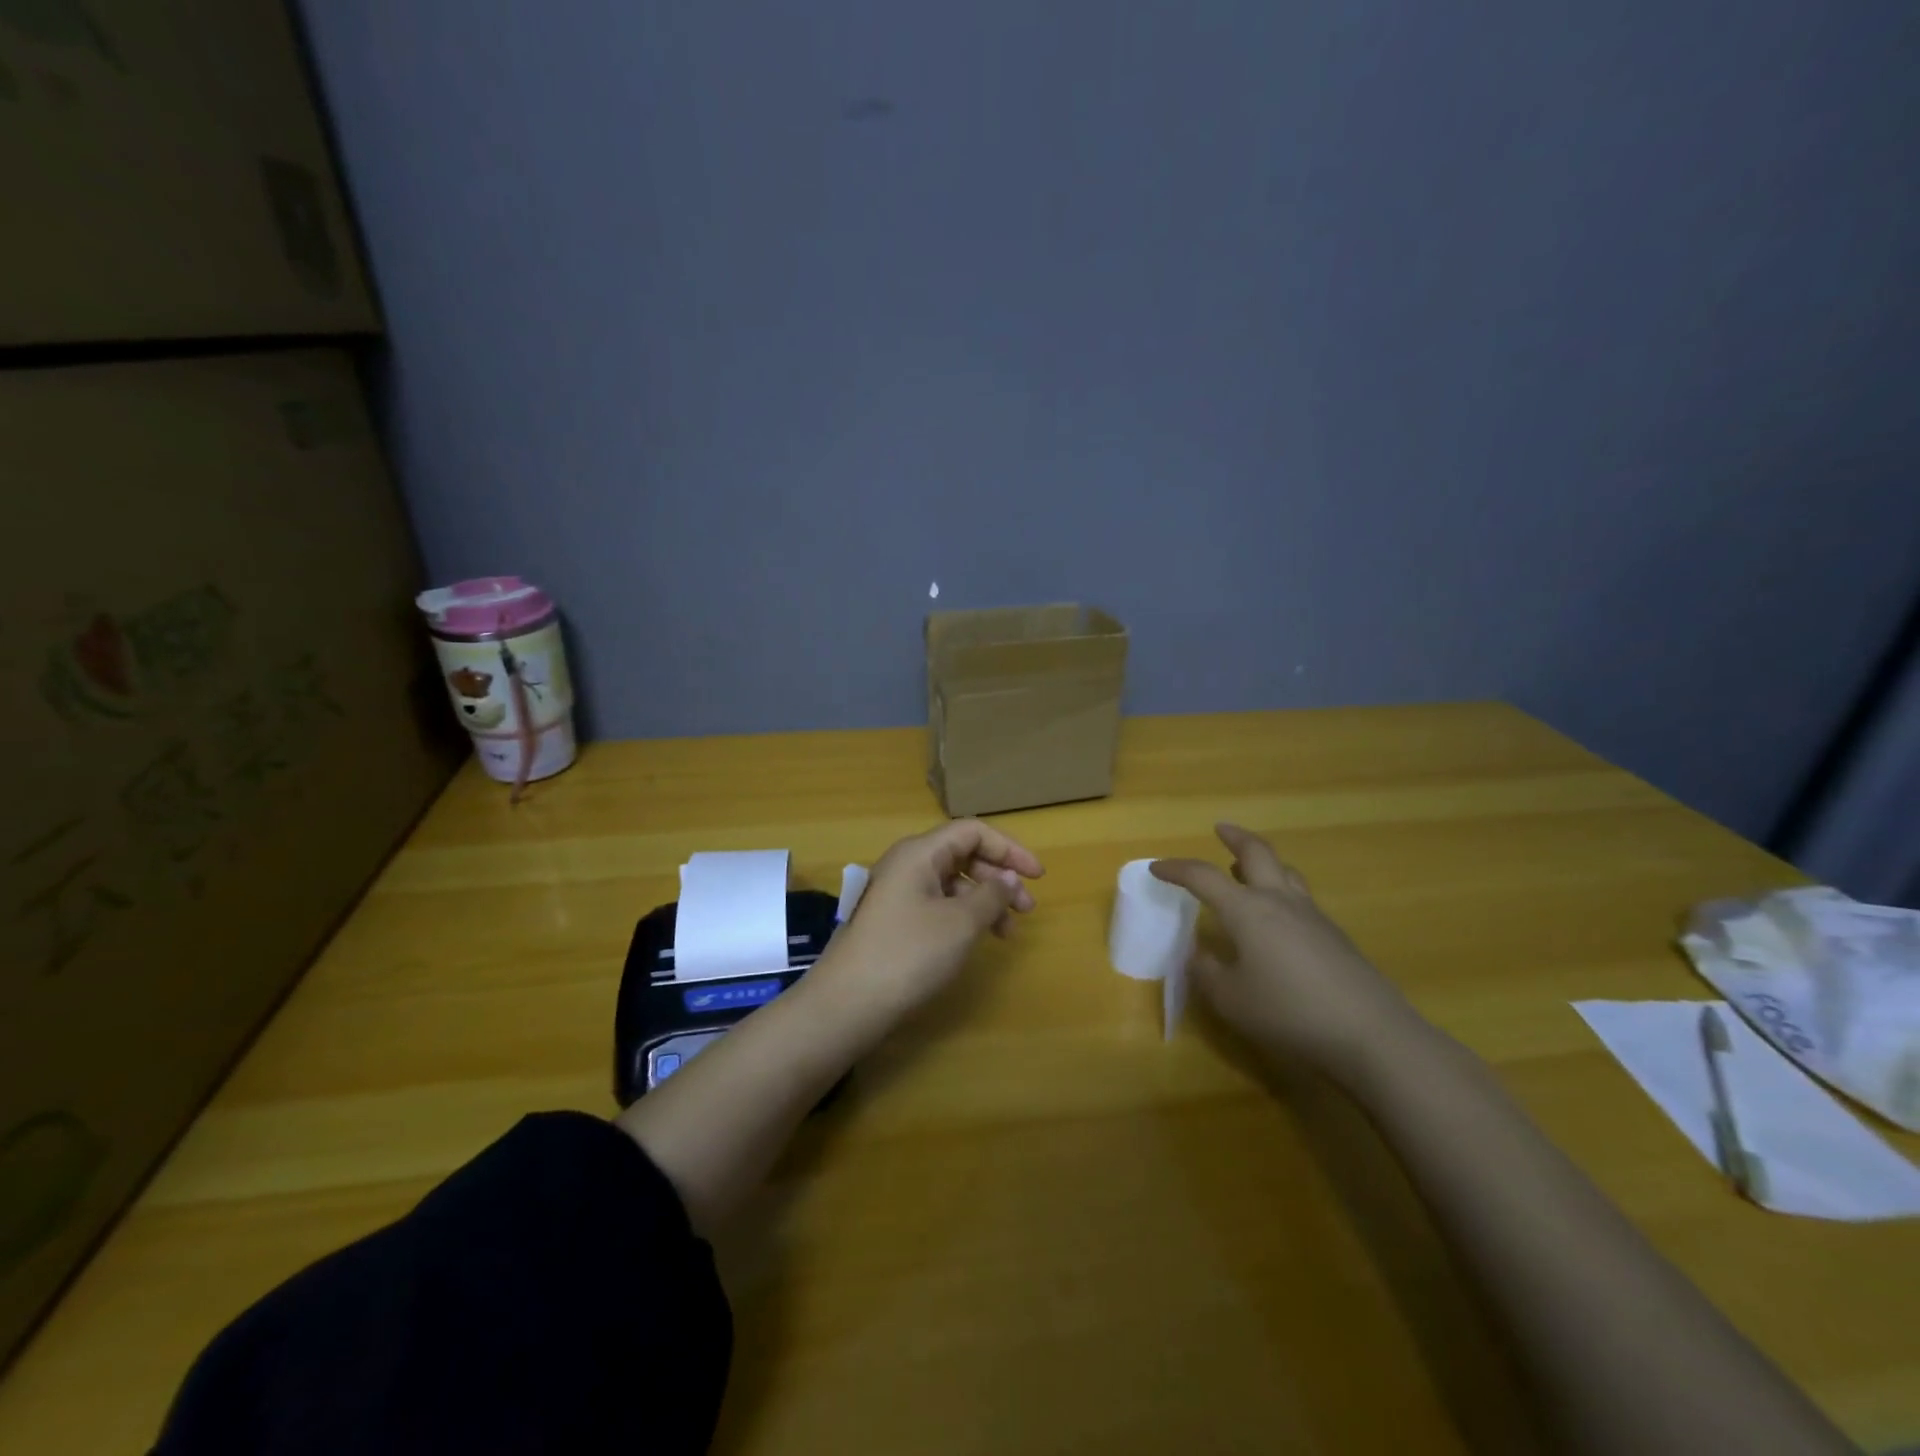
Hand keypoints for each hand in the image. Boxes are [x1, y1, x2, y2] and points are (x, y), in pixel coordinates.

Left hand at [810, 819, 1044, 1027]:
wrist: (847, 1002)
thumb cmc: (909, 953)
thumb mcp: (961, 923)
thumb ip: (992, 894)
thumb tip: (1009, 877)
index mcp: (920, 853)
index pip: (972, 832)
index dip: (1009, 848)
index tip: (1038, 876)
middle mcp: (906, 864)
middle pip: (962, 855)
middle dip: (999, 877)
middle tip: (1026, 909)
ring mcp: (896, 892)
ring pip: (951, 883)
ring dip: (984, 901)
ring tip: (1007, 933)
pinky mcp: (893, 920)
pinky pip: (937, 904)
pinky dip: (963, 916)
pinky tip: (975, 939)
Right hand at [1151, 824, 1425, 1080]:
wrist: (1370, 1033)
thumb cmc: (1288, 1012)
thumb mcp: (1230, 999)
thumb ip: (1207, 972)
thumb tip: (1199, 954)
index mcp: (1247, 910)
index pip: (1203, 877)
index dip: (1177, 869)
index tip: (1156, 868)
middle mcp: (1279, 901)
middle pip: (1257, 853)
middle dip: (1235, 838)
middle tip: (1220, 829)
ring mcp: (1312, 916)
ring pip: (1285, 872)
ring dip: (1262, 862)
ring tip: (1245, 869)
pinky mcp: (1335, 937)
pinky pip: (1300, 898)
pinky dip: (1280, 892)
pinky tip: (1276, 920)